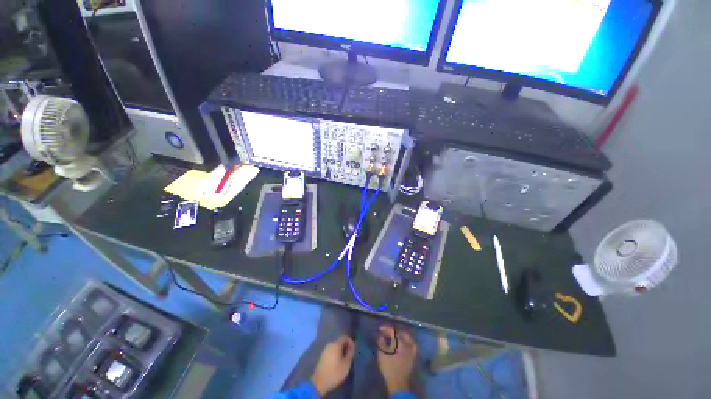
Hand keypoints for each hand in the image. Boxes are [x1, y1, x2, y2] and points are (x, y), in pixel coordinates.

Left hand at [311, 335, 355, 395]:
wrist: (319, 382)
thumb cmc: (334, 372)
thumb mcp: (346, 364)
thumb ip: (350, 353)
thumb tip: (353, 346)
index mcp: (336, 344)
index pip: (344, 337)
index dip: (350, 341)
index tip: (354, 348)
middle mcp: (330, 344)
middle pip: (339, 341)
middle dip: (346, 346)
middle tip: (350, 354)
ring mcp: (325, 350)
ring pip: (335, 346)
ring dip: (341, 350)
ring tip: (345, 358)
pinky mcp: (322, 356)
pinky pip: (331, 351)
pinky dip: (336, 353)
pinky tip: (338, 361)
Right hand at [377, 325, 417, 394]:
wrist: (397, 383)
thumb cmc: (389, 368)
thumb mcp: (382, 354)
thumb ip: (381, 342)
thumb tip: (381, 335)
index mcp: (401, 343)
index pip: (393, 331)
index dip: (386, 328)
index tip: (380, 329)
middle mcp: (408, 344)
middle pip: (400, 333)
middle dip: (393, 331)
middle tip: (386, 332)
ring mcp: (412, 350)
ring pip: (406, 337)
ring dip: (399, 334)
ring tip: (393, 336)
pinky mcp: (413, 355)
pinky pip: (410, 343)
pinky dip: (405, 340)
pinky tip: (401, 342)